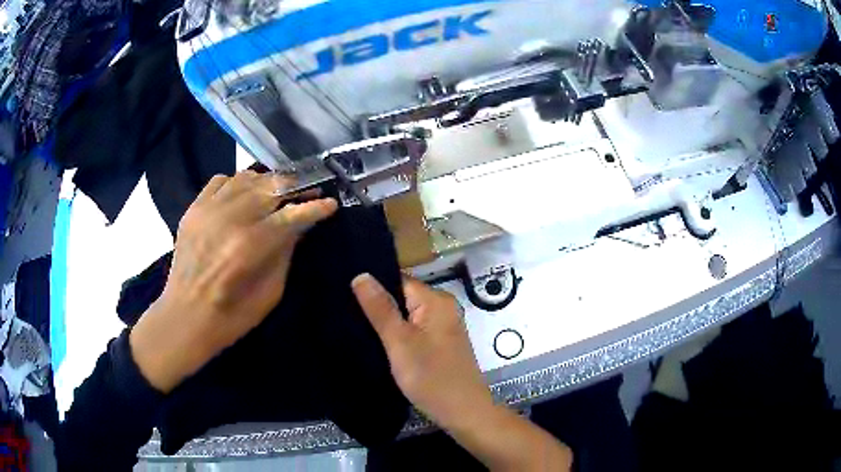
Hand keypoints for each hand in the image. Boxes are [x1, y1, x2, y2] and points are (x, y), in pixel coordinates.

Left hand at [130, 171, 337, 392]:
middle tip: (309, 192)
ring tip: (278, 192)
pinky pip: (220, 180)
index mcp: (252, 245)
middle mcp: (231, 218)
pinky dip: (237, 182)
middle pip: (272, 186)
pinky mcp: (194, 209)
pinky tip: (243, 195)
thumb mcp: (271, 293)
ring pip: (247, 177)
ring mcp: (209, 209)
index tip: (330, 204)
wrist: (184, 317)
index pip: (293, 214)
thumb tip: (299, 226)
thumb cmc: (232, 316)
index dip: (315, 207)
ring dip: (268, 182)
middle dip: (296, 187)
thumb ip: (286, 253)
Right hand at [351, 274, 494, 430]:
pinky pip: (413, 329)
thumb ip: (380, 308)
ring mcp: (443, 326)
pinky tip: (377, 342)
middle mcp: (442, 307)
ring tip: (354, 326)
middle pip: (401, 296)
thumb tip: (361, 274)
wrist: (462, 412)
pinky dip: (397, 334)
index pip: (396, 279)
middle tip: (343, 312)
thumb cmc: (431, 377)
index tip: (342, 293)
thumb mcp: (399, 342)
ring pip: (406, 315)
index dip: (371, 286)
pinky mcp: (440, 343)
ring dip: (385, 321)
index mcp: (436, 299)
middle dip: (376, 305)